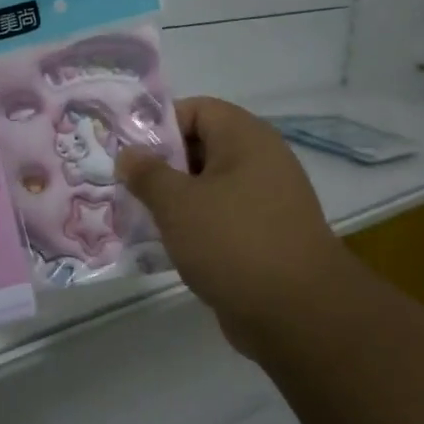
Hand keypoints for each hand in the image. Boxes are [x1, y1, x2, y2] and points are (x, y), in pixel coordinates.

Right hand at [118, 98, 360, 360]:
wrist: (298, 313)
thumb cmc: (233, 241)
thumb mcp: (177, 203)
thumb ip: (147, 173)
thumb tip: (129, 154)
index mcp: (245, 138)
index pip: (196, 110)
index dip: (159, 125)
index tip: (127, 152)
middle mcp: (260, 161)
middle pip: (200, 147)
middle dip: (160, 166)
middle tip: (125, 186)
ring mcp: (265, 201)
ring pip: (208, 187)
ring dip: (173, 200)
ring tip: (137, 217)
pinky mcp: (264, 236)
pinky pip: (220, 219)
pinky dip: (193, 227)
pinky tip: (164, 246)